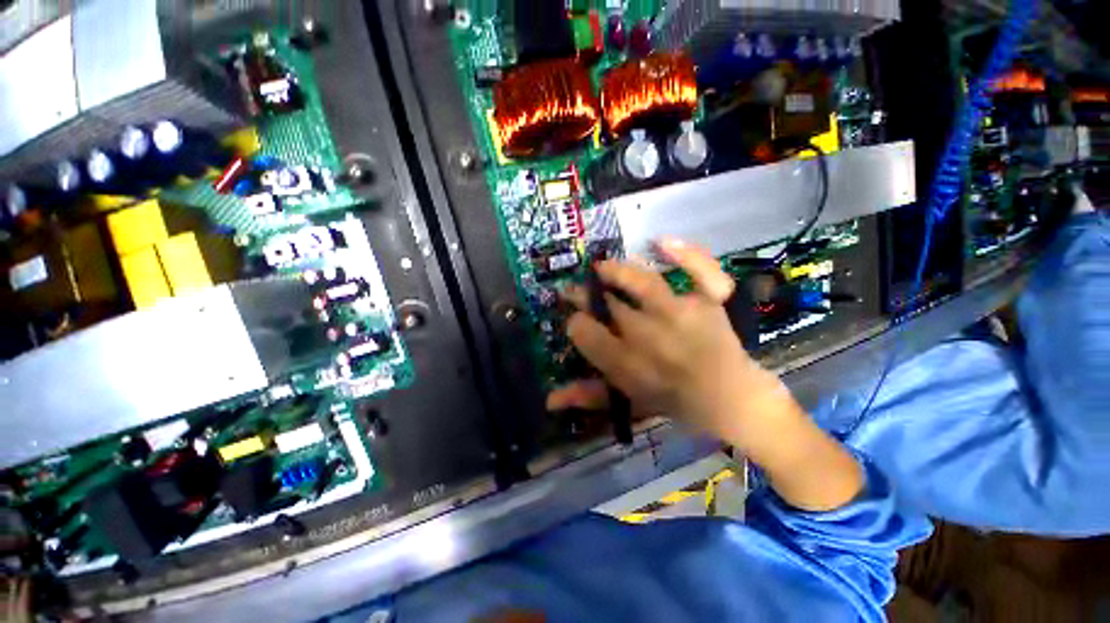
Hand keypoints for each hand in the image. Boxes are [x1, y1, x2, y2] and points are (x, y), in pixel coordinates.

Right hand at [549, 238, 793, 447]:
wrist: (729, 398)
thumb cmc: (673, 400)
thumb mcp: (627, 402)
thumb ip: (587, 398)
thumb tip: (548, 399)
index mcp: (627, 363)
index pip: (585, 332)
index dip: (576, 322)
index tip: (577, 320)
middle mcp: (650, 336)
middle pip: (608, 305)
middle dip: (585, 294)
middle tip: (578, 289)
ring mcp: (682, 315)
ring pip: (644, 283)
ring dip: (617, 271)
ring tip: (602, 268)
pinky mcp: (708, 302)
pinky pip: (701, 271)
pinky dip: (686, 253)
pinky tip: (662, 241)